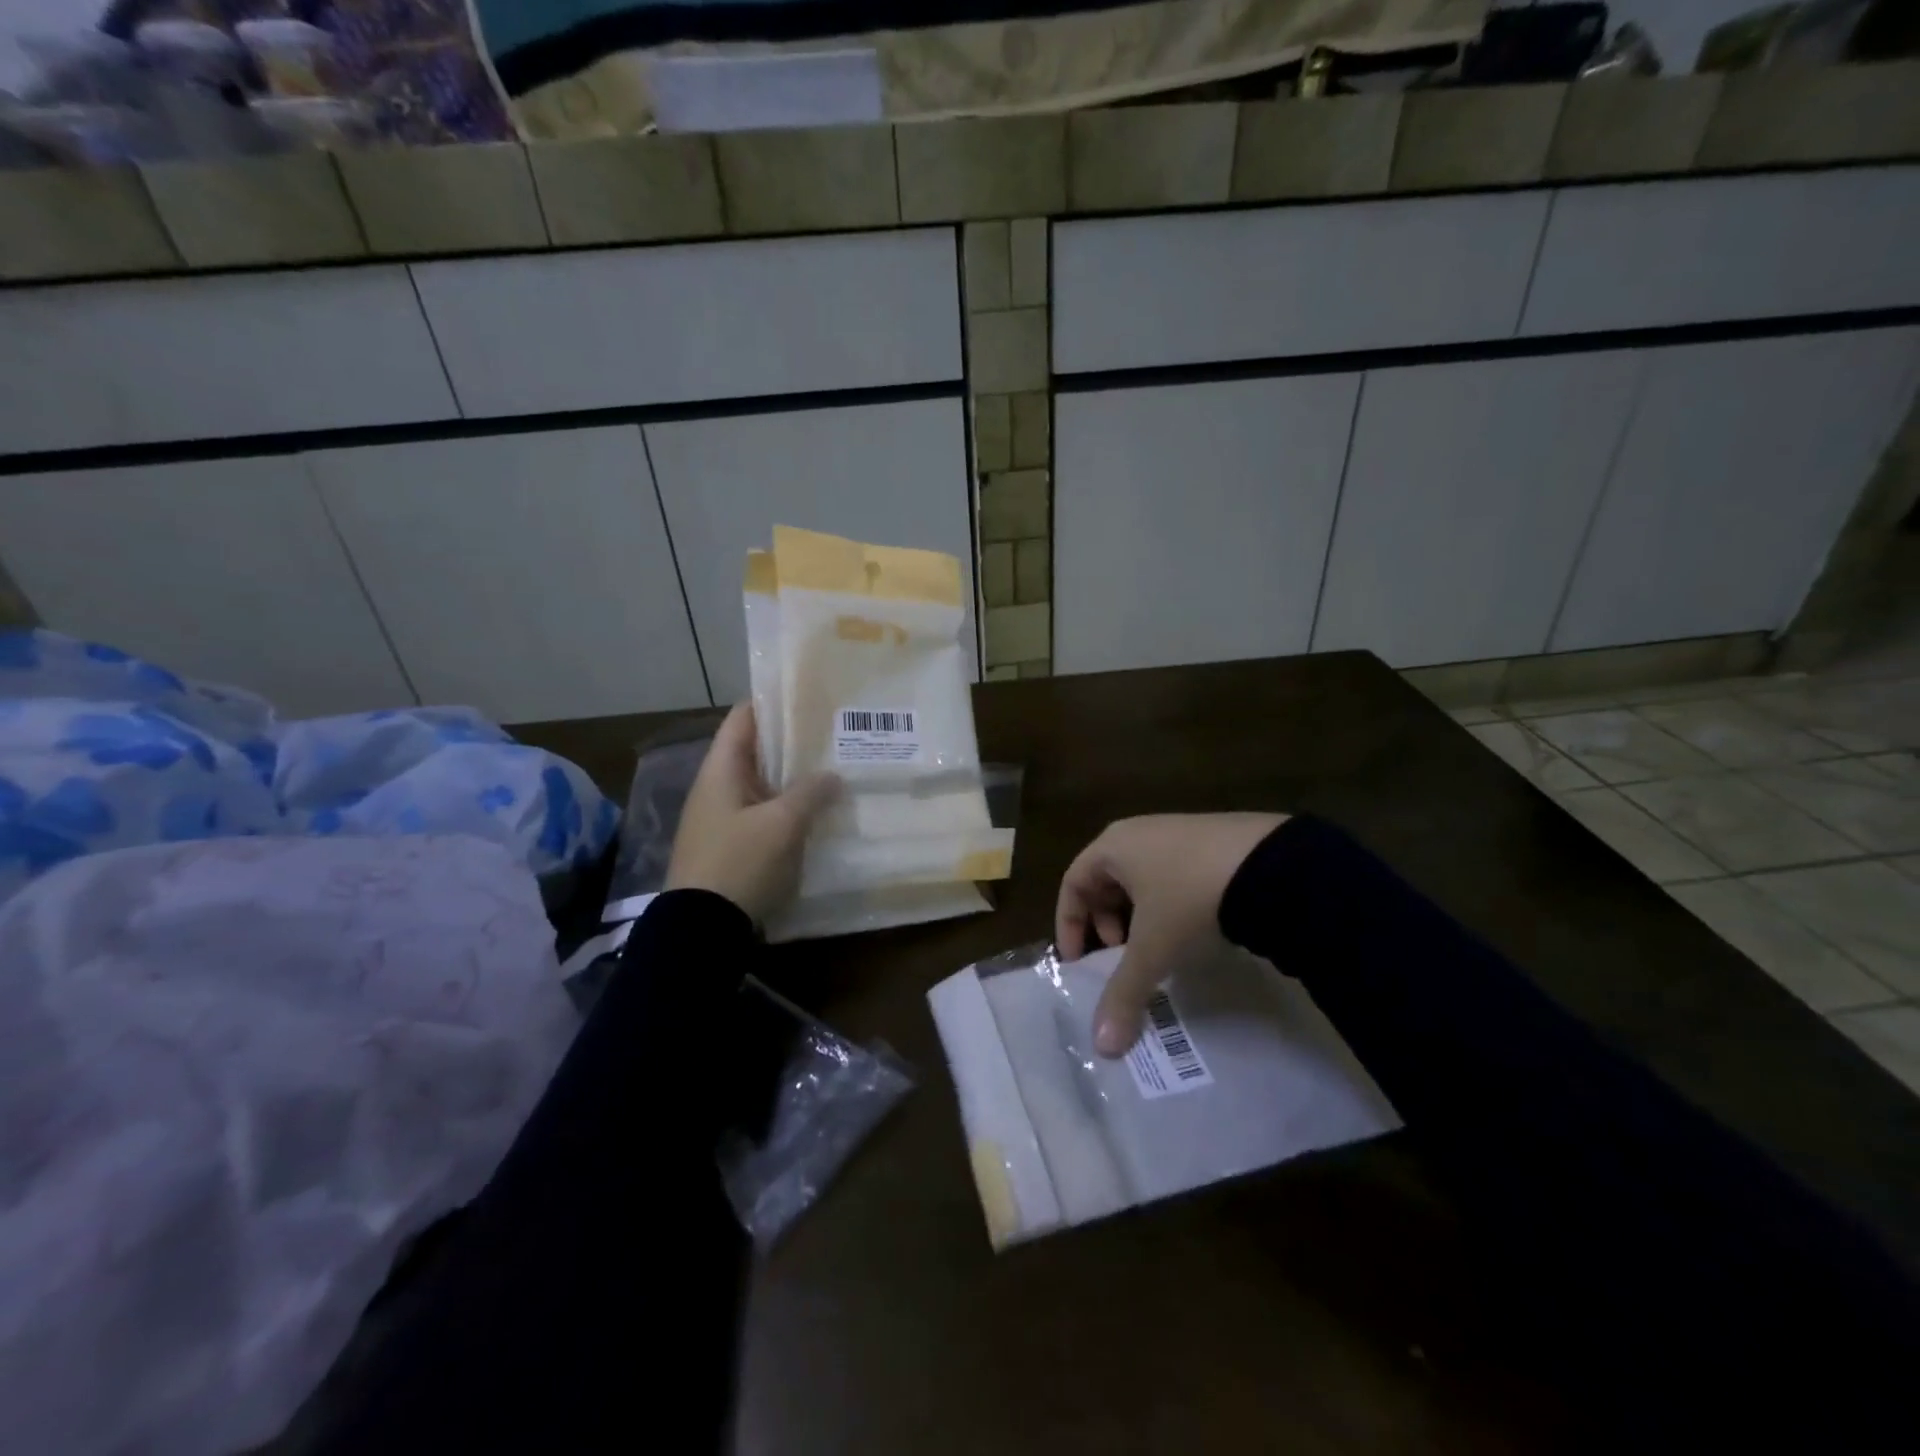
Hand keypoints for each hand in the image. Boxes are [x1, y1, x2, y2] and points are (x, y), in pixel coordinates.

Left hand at [666, 703, 838, 925]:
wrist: (701, 928)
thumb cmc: (739, 863)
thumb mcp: (781, 824)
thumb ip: (810, 794)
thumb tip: (833, 775)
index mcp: (721, 770)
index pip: (744, 718)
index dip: (773, 703)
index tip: (810, 697)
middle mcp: (717, 786)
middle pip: (755, 750)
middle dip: (792, 742)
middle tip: (834, 735)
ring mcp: (721, 817)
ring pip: (761, 783)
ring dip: (792, 777)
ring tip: (833, 768)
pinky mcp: (730, 844)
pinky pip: (761, 812)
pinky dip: (786, 806)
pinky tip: (816, 811)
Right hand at [1055, 813, 1286, 1056]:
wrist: (1269, 864)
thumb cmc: (1188, 898)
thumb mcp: (1153, 949)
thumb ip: (1124, 995)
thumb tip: (1102, 1049)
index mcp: (1112, 845)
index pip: (1072, 883)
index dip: (1068, 925)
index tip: (1077, 962)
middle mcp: (1139, 831)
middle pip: (1105, 879)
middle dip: (1106, 922)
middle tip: (1118, 956)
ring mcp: (1178, 830)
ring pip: (1141, 876)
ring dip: (1138, 914)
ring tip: (1156, 946)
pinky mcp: (1213, 837)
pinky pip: (1173, 872)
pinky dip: (1169, 902)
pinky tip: (1192, 928)